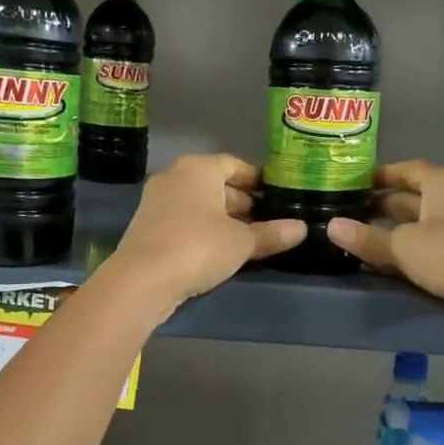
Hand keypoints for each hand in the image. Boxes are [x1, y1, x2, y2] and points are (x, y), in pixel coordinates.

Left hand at [109, 154, 306, 312]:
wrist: (142, 279)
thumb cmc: (199, 247)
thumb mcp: (242, 242)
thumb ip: (271, 233)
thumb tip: (302, 228)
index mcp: (199, 168)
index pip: (234, 165)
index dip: (256, 180)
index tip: (275, 195)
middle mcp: (175, 176)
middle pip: (215, 184)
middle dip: (240, 202)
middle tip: (266, 221)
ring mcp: (156, 201)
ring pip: (198, 204)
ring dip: (221, 218)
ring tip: (247, 239)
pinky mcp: (146, 226)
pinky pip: (183, 221)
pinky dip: (202, 230)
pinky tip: (218, 251)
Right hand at [327, 161, 443, 336]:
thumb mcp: (404, 245)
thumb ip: (366, 238)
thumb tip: (331, 227)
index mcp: (443, 183)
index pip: (405, 169)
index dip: (378, 175)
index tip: (349, 184)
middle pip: (407, 198)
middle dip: (376, 207)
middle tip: (341, 214)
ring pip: (414, 226)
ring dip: (386, 233)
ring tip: (350, 239)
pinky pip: (422, 250)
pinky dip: (401, 254)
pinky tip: (375, 263)